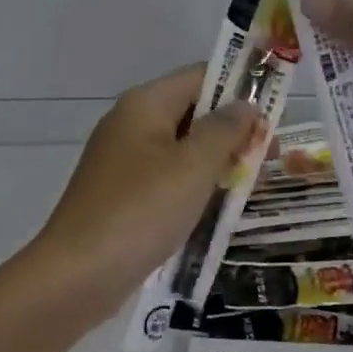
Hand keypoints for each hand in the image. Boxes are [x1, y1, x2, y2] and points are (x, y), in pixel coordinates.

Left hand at [32, 64, 261, 309]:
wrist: (78, 274)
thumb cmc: (142, 210)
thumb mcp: (194, 165)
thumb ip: (225, 130)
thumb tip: (245, 105)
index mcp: (145, 104)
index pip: (201, 76)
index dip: (240, 89)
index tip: (275, 116)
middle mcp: (130, 124)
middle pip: (192, 113)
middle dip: (233, 131)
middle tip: (271, 157)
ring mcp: (123, 162)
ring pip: (182, 150)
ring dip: (217, 162)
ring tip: (251, 185)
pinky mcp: (122, 196)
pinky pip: (167, 179)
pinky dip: (194, 187)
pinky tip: (217, 209)